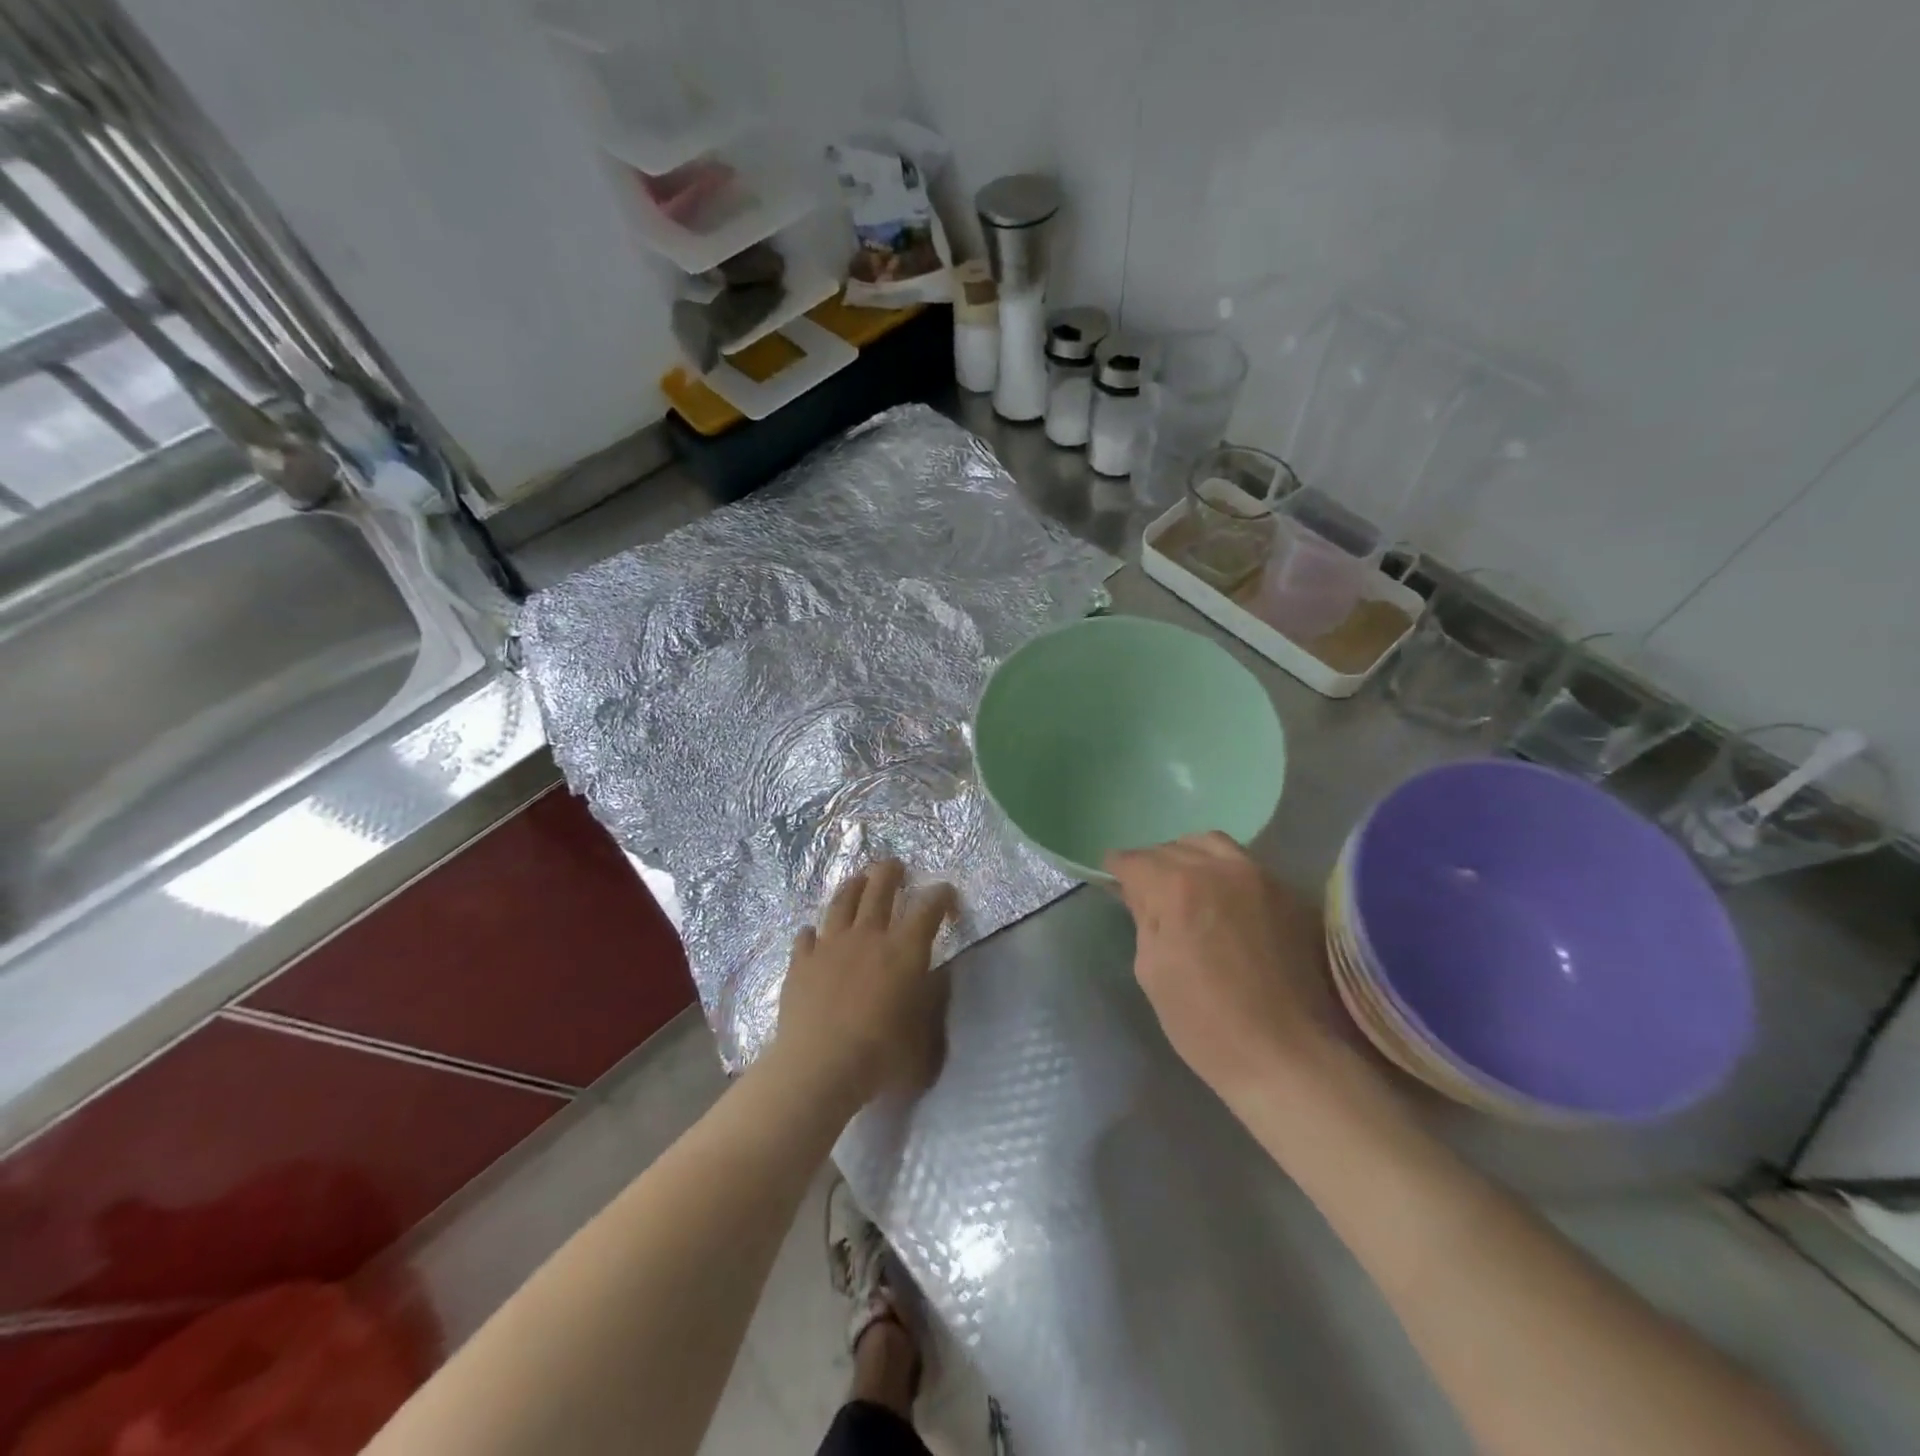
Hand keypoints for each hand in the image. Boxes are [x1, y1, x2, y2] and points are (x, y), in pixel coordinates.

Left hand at [776, 860, 957, 1108]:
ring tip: (858, 879)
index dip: (941, 895)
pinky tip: (812, 933)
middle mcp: (868, 936)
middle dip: (891, 872)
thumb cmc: (881, 1055)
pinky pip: (807, 936)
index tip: (947, 894)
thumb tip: (934, 979)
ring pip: (842, 901)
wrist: (819, 1066)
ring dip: (853, 886)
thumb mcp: (924, 1036)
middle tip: (896, 866)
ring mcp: (830, 945)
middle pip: (880, 888)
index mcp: (904, 949)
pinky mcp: (801, 962)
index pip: (928, 908)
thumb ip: (931, 1004)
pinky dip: (813, 932)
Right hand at [1107, 833, 1344, 1100]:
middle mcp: (1218, 867)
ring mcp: (1258, 876)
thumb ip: (1143, 918)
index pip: (1134, 861)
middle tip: (1145, 890)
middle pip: (1171, 848)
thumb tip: (1137, 893)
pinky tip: (1220, 899)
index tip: (1110, 879)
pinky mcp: (1286, 892)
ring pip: (1210, 844)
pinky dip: (1222, 869)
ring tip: (1184, 885)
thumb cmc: (1205, 1023)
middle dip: (1152, 865)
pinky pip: (1243, 863)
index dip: (1116, 869)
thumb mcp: (1151, 970)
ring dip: (1188, 857)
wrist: (1287, 1057)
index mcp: (1176, 888)